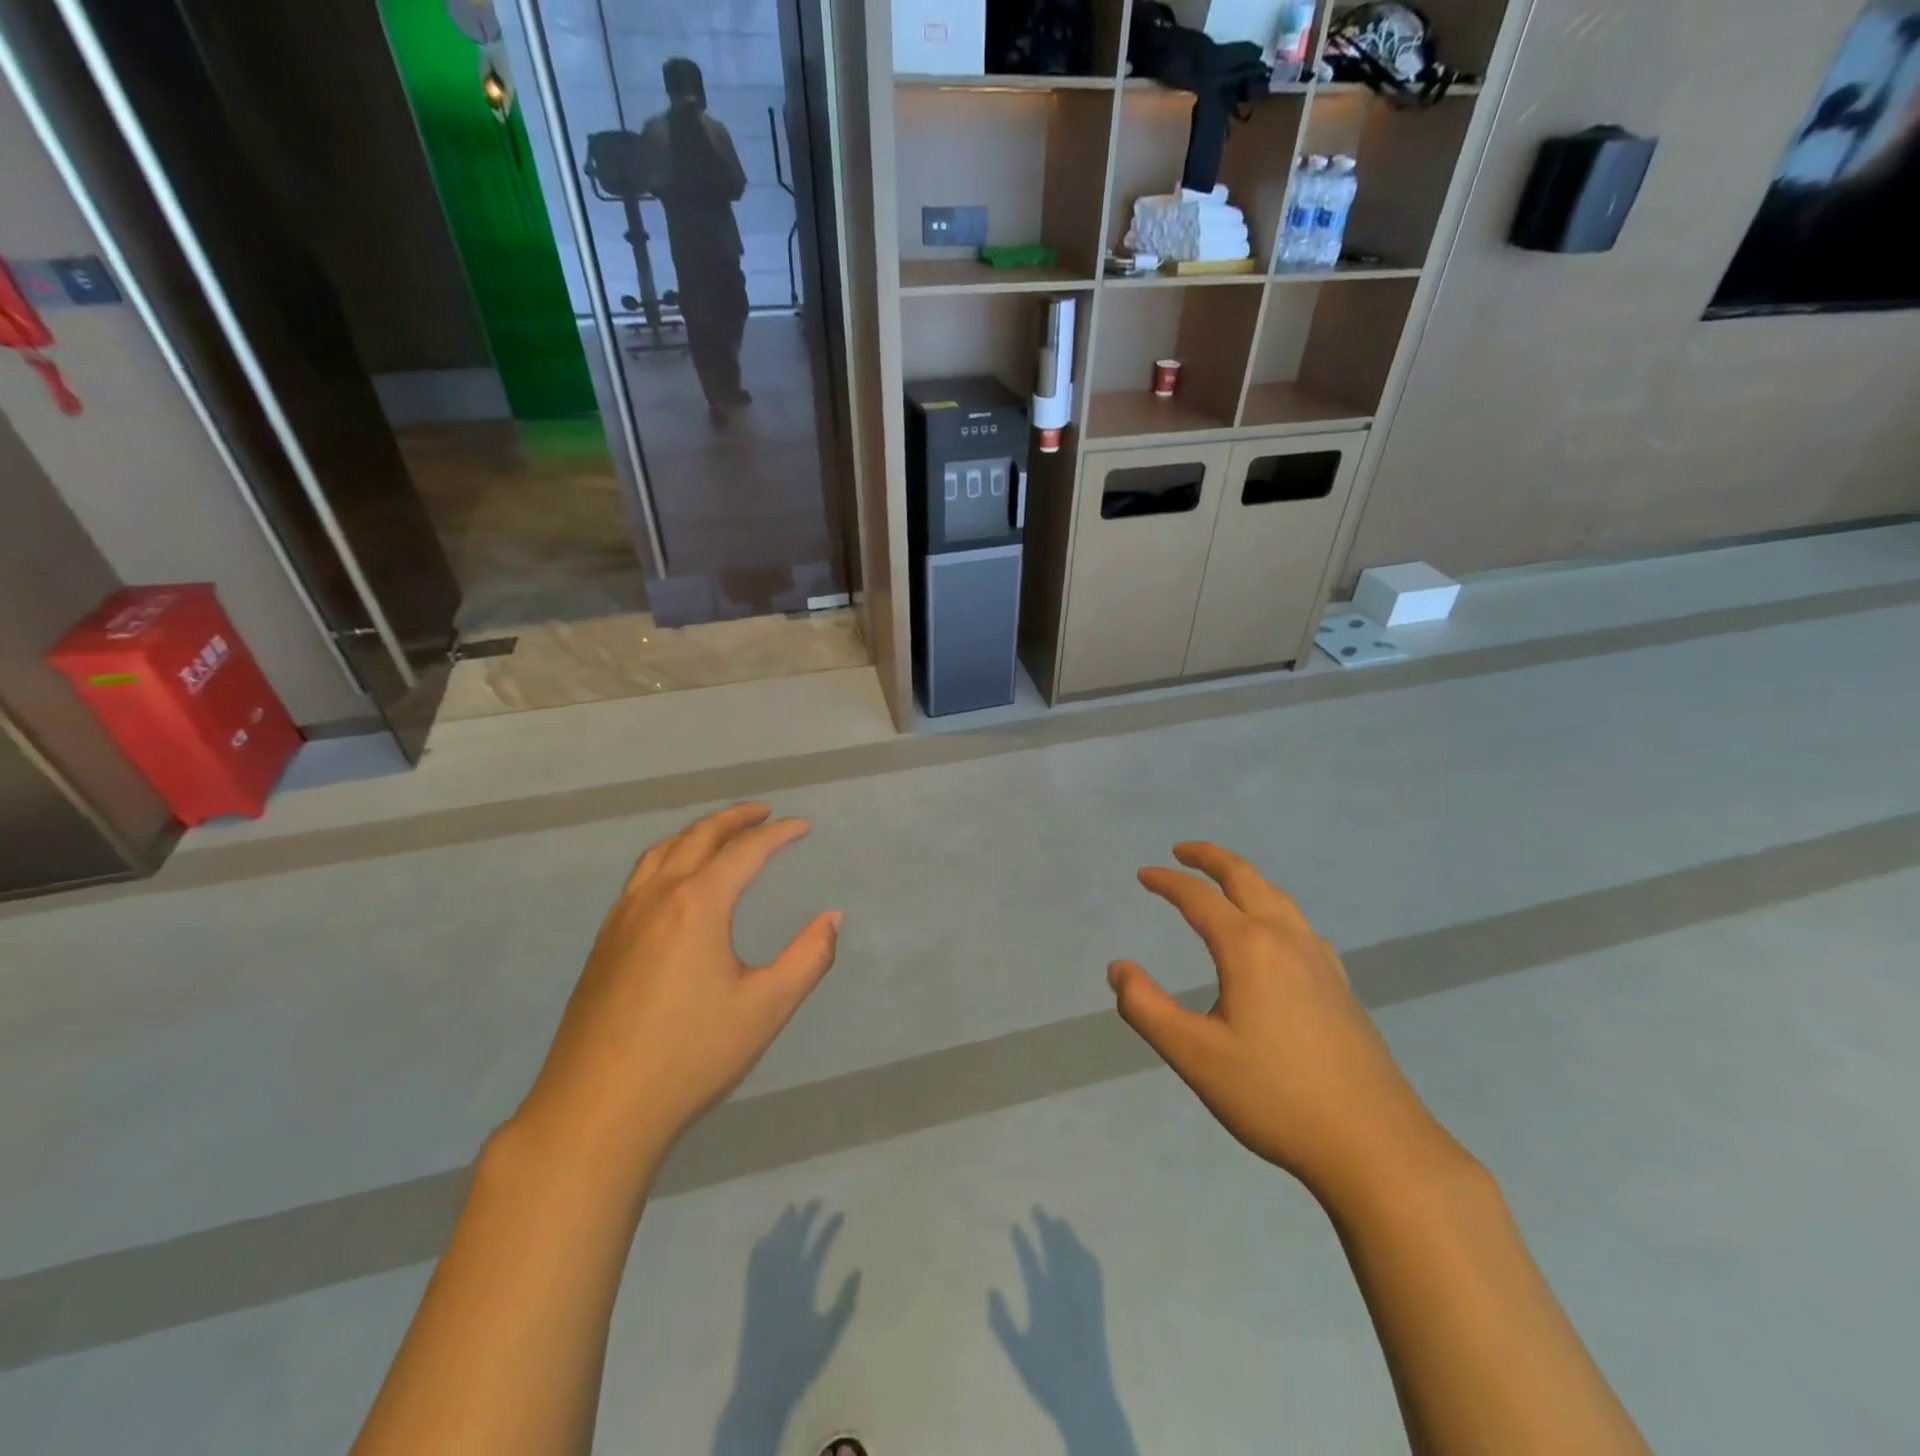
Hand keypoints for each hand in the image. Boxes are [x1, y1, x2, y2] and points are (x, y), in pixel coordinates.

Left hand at [517, 804, 840, 1162]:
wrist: (596, 1110)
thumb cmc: (691, 1056)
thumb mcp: (766, 1008)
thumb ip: (808, 958)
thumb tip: (832, 918)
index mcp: (697, 905)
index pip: (744, 851)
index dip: (778, 834)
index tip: (803, 825)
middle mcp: (656, 897)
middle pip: (697, 838)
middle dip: (734, 819)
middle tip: (763, 813)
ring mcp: (622, 919)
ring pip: (661, 852)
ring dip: (697, 834)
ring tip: (722, 835)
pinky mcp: (603, 943)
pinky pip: (640, 877)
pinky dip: (669, 858)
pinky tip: (677, 883)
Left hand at [714, 1201, 860, 1454]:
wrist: (761, 1388)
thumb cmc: (800, 1361)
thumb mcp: (829, 1334)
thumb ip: (844, 1302)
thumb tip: (857, 1270)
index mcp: (803, 1284)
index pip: (818, 1247)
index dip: (829, 1229)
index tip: (840, 1213)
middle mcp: (782, 1277)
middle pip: (794, 1238)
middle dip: (806, 1217)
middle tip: (816, 1200)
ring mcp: (764, 1285)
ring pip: (773, 1245)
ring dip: (783, 1225)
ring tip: (791, 1208)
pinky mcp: (751, 1297)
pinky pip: (755, 1263)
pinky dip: (761, 1246)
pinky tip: (763, 1238)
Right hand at [988, 1208, 1138, 1455]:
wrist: (1086, 1397)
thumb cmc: (1048, 1378)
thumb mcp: (1018, 1354)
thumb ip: (1001, 1322)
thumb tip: (991, 1290)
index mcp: (1043, 1300)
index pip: (1030, 1262)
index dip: (1022, 1243)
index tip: (1015, 1225)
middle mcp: (1063, 1290)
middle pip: (1054, 1249)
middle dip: (1045, 1226)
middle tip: (1037, 1207)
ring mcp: (1082, 1296)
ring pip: (1074, 1255)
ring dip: (1066, 1235)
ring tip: (1059, 1221)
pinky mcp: (1097, 1305)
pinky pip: (1092, 1271)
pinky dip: (1085, 1255)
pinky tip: (1083, 1250)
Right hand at [1107, 843, 1452, 1200]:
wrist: (1376, 1146)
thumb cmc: (1275, 1097)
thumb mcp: (1194, 1057)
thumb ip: (1147, 1008)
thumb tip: (1118, 968)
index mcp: (1249, 949)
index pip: (1199, 898)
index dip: (1168, 882)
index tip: (1143, 874)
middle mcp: (1286, 940)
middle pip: (1246, 878)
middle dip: (1211, 858)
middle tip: (1182, 850)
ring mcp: (1321, 962)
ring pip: (1278, 898)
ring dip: (1245, 878)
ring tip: (1223, 882)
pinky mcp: (1341, 986)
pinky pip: (1300, 925)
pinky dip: (1274, 907)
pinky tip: (1276, 935)